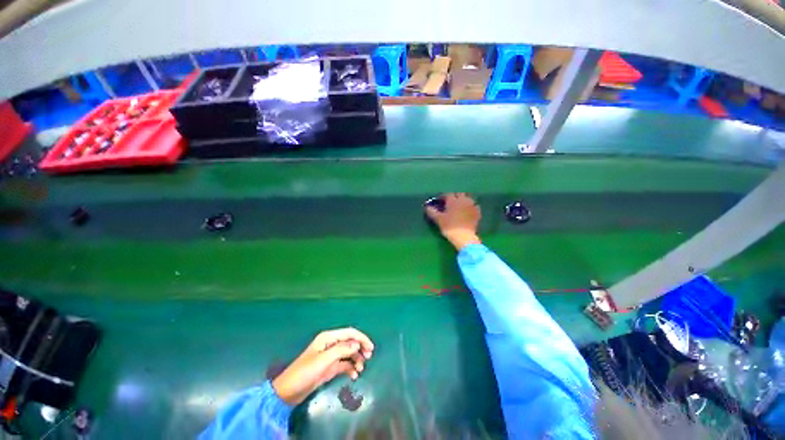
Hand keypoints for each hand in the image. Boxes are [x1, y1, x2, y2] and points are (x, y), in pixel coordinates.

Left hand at [272, 328, 373, 404]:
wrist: (288, 392)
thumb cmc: (305, 372)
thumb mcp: (324, 360)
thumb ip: (341, 350)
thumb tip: (357, 344)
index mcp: (328, 338)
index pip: (349, 333)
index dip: (361, 338)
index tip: (370, 348)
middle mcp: (331, 345)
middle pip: (350, 342)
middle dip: (360, 348)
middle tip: (369, 358)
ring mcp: (330, 357)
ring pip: (349, 354)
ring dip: (356, 360)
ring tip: (361, 370)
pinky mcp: (329, 368)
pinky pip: (344, 365)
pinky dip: (350, 368)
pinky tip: (354, 375)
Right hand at [425, 193, 481, 250]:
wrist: (464, 237)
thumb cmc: (449, 227)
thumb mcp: (438, 219)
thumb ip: (432, 211)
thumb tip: (427, 207)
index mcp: (453, 200)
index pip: (447, 194)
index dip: (443, 197)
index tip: (439, 201)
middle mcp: (463, 200)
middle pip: (459, 193)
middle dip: (454, 196)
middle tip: (449, 202)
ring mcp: (472, 205)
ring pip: (468, 197)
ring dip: (463, 199)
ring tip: (459, 205)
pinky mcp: (477, 212)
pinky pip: (474, 205)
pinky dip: (470, 206)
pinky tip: (468, 210)